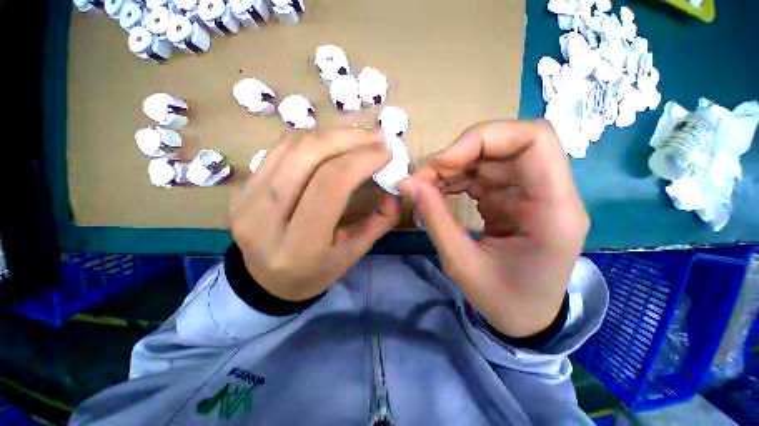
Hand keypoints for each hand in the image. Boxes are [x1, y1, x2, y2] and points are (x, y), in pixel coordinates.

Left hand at [231, 128, 400, 301]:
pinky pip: (278, 150)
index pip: (330, 185)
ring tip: (358, 137)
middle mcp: (265, 220)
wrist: (267, 281)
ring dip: (331, 135)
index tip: (386, 152)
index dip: (361, 160)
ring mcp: (246, 200)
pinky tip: (332, 143)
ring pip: (291, 147)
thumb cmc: (316, 272)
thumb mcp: (354, 254)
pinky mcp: (241, 189)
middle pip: (307, 157)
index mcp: (299, 245)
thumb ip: (380, 222)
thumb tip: (394, 189)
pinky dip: (312, 140)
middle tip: (377, 136)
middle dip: (348, 138)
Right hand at [400, 120, 588, 336]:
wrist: (527, 318)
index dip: (483, 139)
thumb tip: (407, 183)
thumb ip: (434, 218)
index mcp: (554, 209)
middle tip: (424, 178)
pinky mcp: (513, 198)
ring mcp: (530, 192)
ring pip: (490, 157)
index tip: (442, 163)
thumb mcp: (462, 263)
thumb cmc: (504, 300)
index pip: (533, 140)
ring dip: (453, 166)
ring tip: (425, 186)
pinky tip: (438, 191)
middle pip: (506, 144)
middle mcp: (549, 192)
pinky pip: (483, 174)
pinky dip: (456, 177)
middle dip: (459, 154)